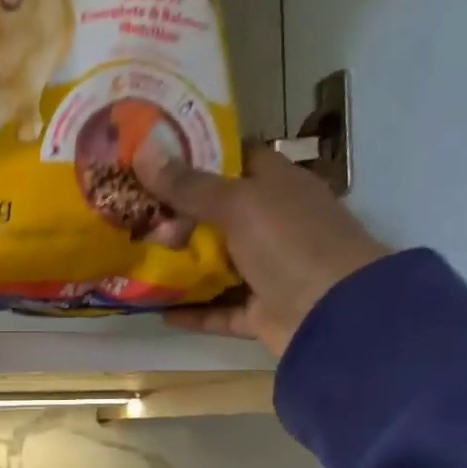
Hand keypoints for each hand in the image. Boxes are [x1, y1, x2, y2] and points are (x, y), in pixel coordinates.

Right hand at [134, 143, 392, 356]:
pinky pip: (219, 310)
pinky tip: (156, 310)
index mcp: (278, 187)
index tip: (153, 158)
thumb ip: (189, 185)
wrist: (337, 315)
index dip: (198, 155)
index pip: (237, 159)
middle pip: (218, 215)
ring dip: (180, 267)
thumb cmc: (292, 243)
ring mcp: (269, 271)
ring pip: (216, 266)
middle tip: (129, 212)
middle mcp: (274, 225)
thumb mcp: (238, 205)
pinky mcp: (261, 313)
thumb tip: (141, 152)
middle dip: (176, 215)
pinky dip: (191, 312)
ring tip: (135, 261)